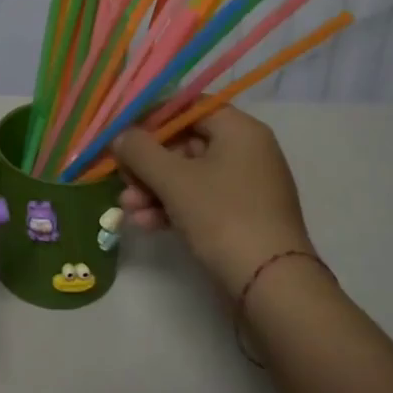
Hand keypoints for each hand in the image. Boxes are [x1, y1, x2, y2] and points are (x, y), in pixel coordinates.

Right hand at [111, 106, 313, 297]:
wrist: (272, 286)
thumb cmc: (223, 216)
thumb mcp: (173, 179)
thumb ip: (140, 150)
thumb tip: (121, 136)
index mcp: (239, 130)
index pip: (189, 106)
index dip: (152, 117)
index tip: (123, 134)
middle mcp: (246, 151)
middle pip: (185, 142)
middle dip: (148, 163)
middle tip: (121, 177)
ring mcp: (246, 186)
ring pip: (188, 175)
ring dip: (154, 188)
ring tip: (127, 207)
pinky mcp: (242, 217)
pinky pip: (200, 200)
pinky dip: (172, 207)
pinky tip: (145, 223)